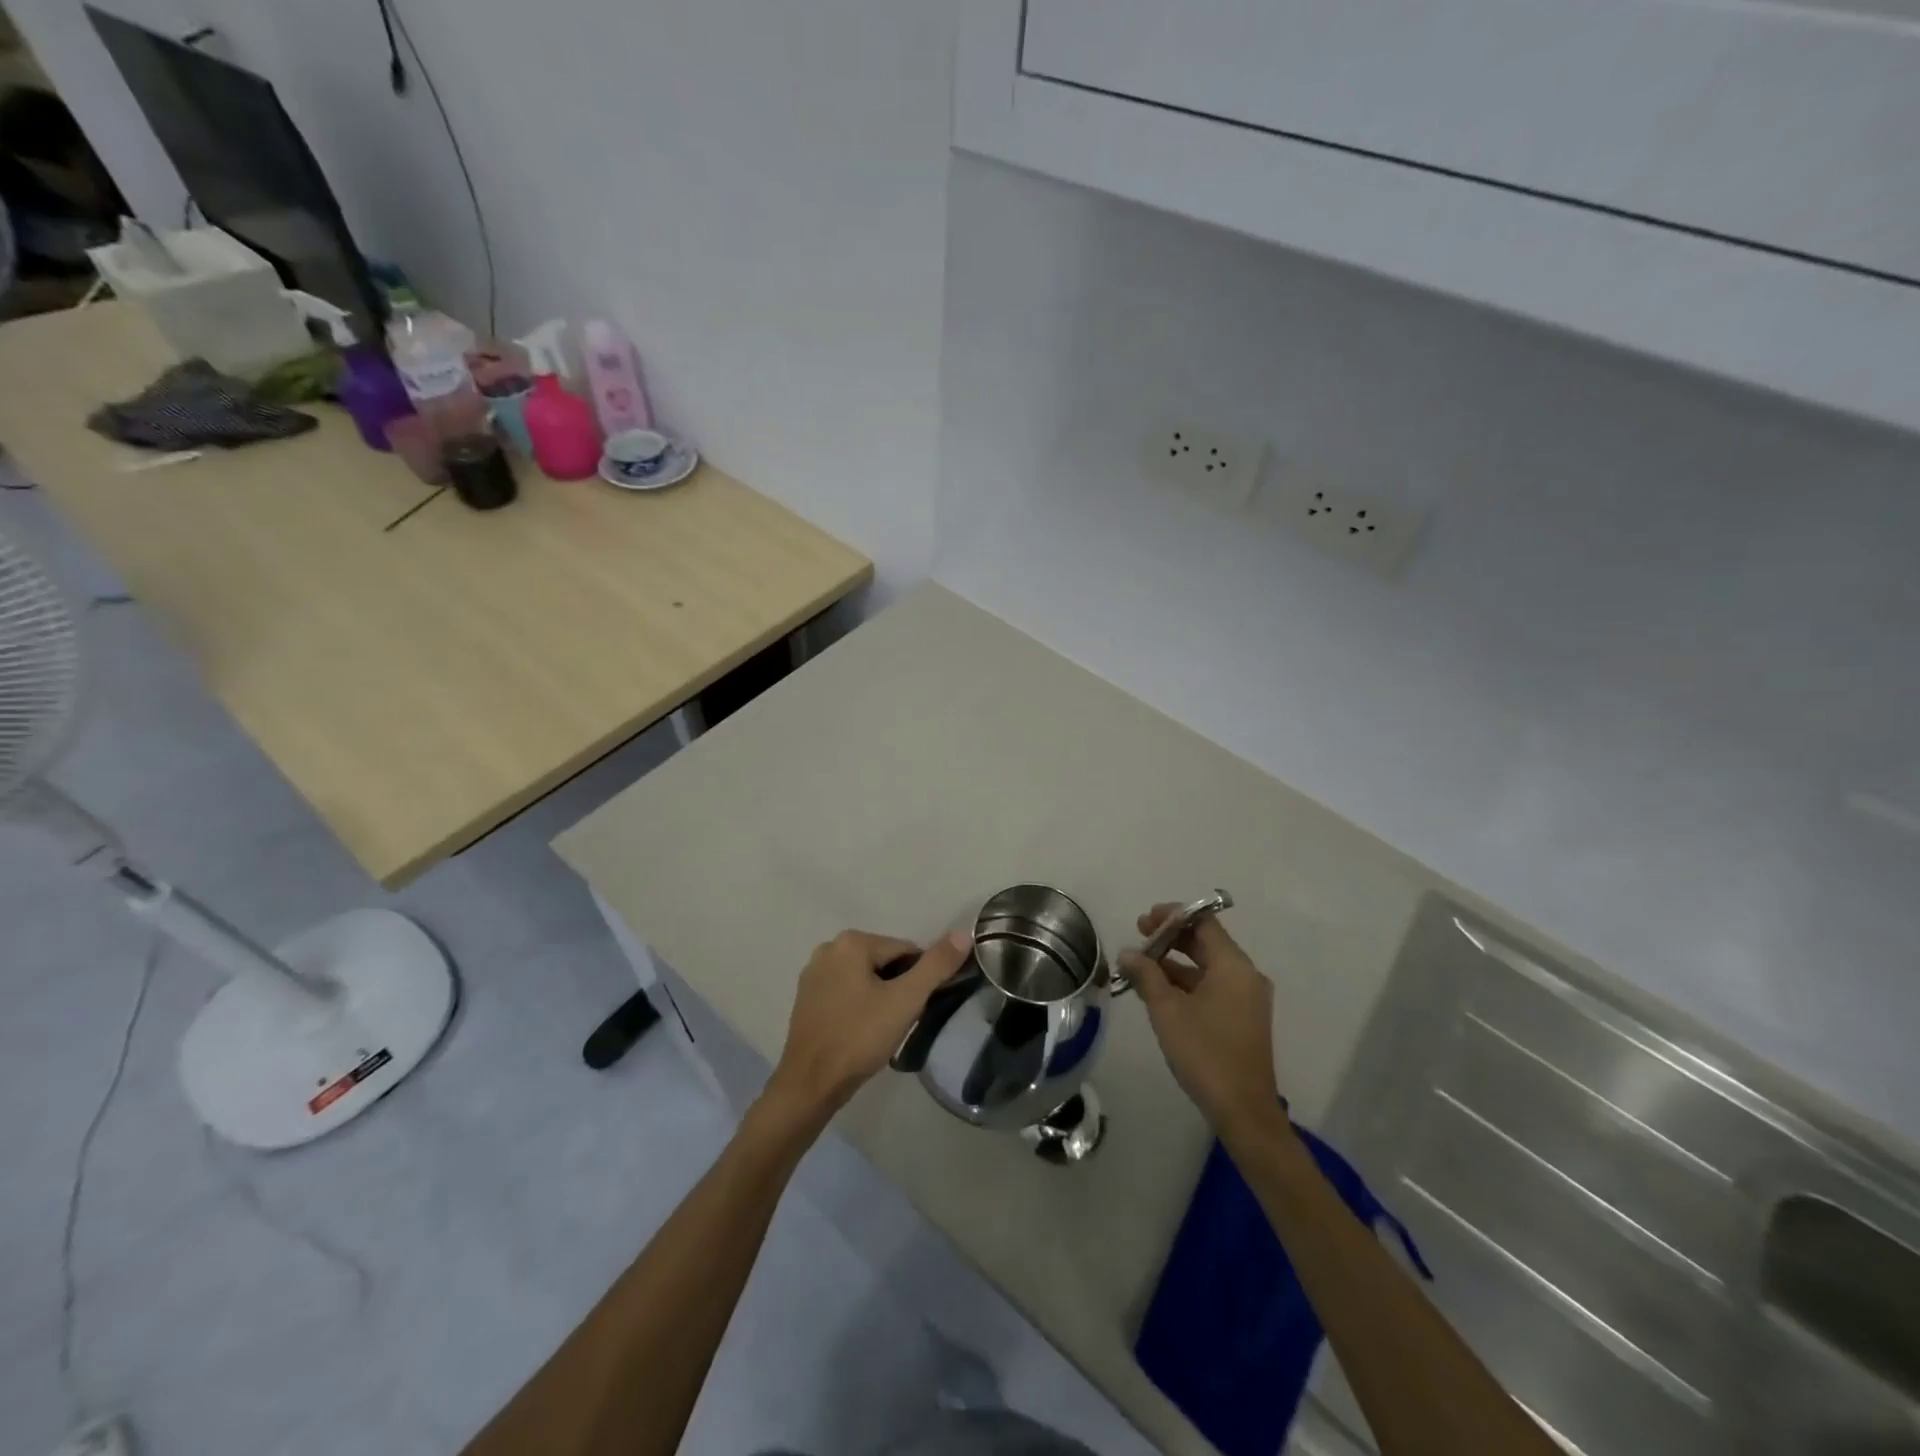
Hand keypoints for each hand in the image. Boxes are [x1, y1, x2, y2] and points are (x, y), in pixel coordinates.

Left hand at [768, 929, 973, 1118]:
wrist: (810, 1085)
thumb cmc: (859, 1037)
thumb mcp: (905, 1000)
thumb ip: (936, 965)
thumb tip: (964, 933)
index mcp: (851, 942)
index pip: (906, 951)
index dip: (919, 980)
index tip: (917, 1008)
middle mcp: (829, 948)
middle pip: (884, 961)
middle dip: (899, 987)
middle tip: (899, 1021)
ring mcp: (814, 973)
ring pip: (866, 977)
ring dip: (880, 997)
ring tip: (881, 1030)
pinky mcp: (807, 997)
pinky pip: (846, 991)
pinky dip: (859, 1005)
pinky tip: (861, 1032)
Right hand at [1120, 905, 1280, 1139]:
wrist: (1244, 1111)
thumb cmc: (1205, 1053)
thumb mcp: (1167, 1010)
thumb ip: (1146, 975)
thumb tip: (1128, 952)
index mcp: (1234, 966)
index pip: (1204, 923)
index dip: (1173, 915)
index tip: (1145, 920)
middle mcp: (1246, 976)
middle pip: (1206, 943)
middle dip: (1171, 938)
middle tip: (1139, 937)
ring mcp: (1247, 999)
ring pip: (1207, 967)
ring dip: (1175, 962)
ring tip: (1141, 966)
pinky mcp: (1243, 1019)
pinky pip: (1213, 986)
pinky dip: (1187, 982)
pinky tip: (1159, 991)